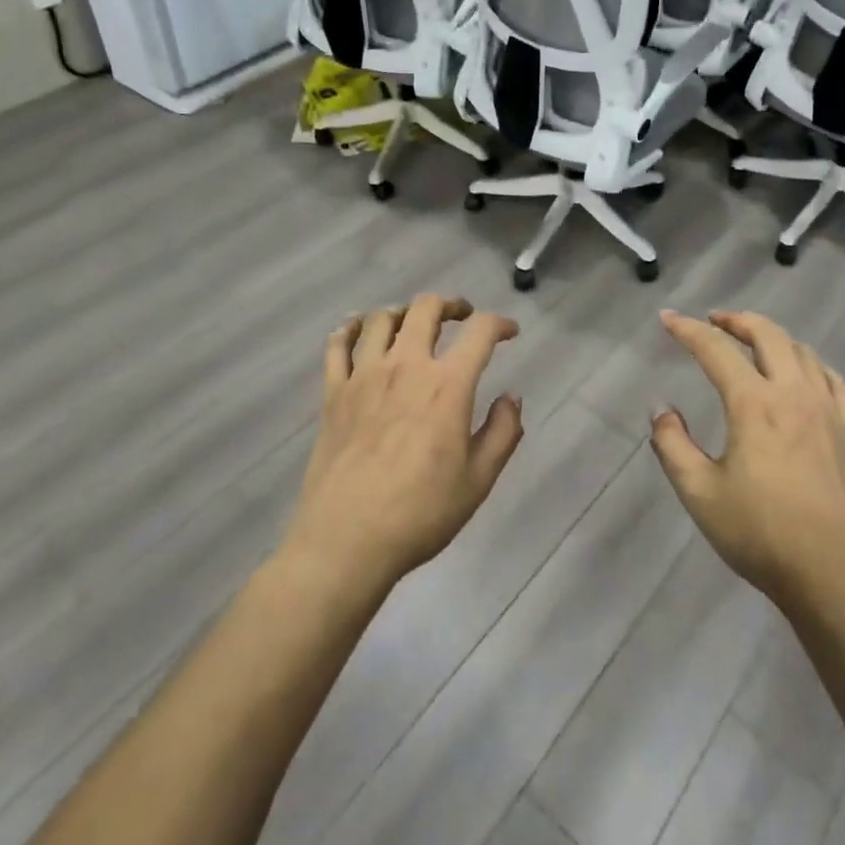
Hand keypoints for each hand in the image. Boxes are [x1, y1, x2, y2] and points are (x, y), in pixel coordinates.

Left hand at [281, 294, 523, 595]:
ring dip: (403, 312)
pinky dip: (350, 328)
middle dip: (450, 304)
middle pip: (426, 308)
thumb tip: (511, 398)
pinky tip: (359, 330)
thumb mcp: (478, 480)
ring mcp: (363, 376)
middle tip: (462, 315)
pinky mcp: (333, 392)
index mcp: (447, 386)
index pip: (480, 333)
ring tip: (413, 323)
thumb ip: (502, 432)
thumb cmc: (420, 513)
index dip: (500, 323)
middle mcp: (405, 367)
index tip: (510, 332)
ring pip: (381, 318)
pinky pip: (337, 344)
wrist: (347, 540)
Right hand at [650, 309, 844, 612]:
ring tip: (753, 341)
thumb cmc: (762, 533)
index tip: (667, 317)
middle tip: (714, 319)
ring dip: (772, 336)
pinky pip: (832, 380)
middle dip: (736, 320)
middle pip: (767, 335)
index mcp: (753, 404)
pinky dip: (810, 363)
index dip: (688, 330)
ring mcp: (827, 411)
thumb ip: (673, 446)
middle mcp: (792, 394)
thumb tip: (663, 411)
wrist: (838, 574)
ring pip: (802, 351)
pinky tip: (804, 373)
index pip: (715, 350)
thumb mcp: (700, 493)